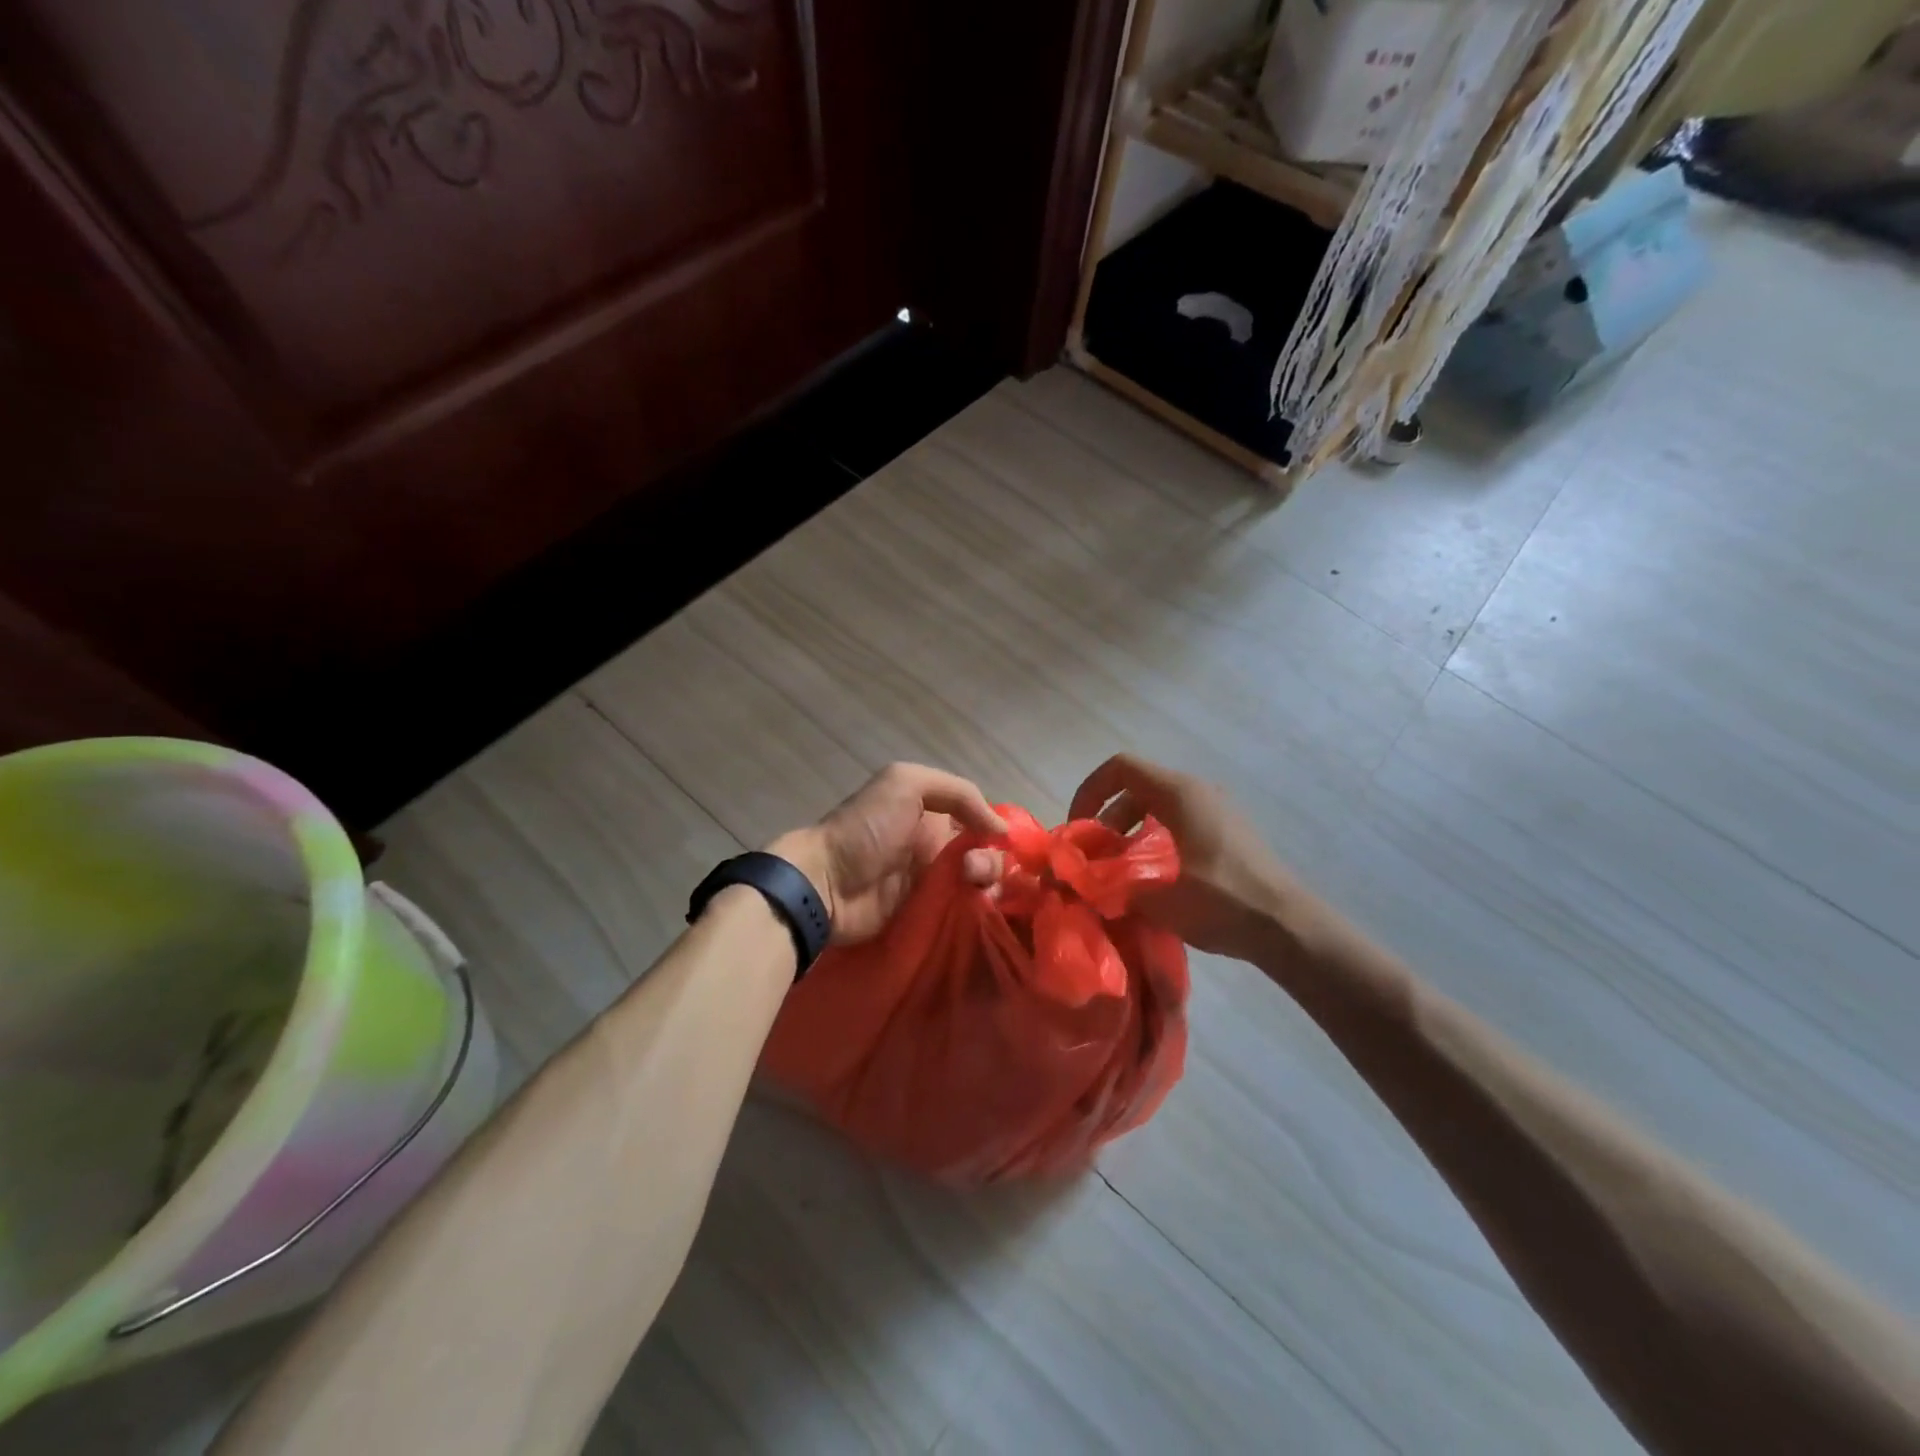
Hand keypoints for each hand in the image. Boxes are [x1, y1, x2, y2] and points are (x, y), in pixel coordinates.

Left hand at [774, 764, 1005, 944]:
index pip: (981, 821)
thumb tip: (1000, 830)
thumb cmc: (866, 828)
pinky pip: (964, 912)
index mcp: (933, 814)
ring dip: (987, 885)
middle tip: (971, 871)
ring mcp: (934, 885)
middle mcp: (938, 848)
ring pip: (981, 886)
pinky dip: (977, 910)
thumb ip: (958, 793)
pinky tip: (977, 908)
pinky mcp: (929, 918)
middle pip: (986, 856)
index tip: (1003, 842)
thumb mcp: (906, 783)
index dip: (996, 830)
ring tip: (971, 887)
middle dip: (991, 862)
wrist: (826, 883)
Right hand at [1070, 754, 1314, 963]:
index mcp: (1179, 793)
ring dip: (1130, 833)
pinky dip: (1155, 841)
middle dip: (1108, 819)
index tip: (1080, 829)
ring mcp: (1217, 810)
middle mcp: (1197, 791)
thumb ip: (1113, 886)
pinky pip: (1178, 822)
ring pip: (1157, 807)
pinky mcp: (1227, 832)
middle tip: (1097, 858)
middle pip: (1136, 788)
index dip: (1090, 791)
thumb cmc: (1223, 901)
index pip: (1120, 767)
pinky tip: (1155, 880)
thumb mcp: (1160, 899)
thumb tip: (1083, 884)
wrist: (1289, 927)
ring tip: (1121, 872)